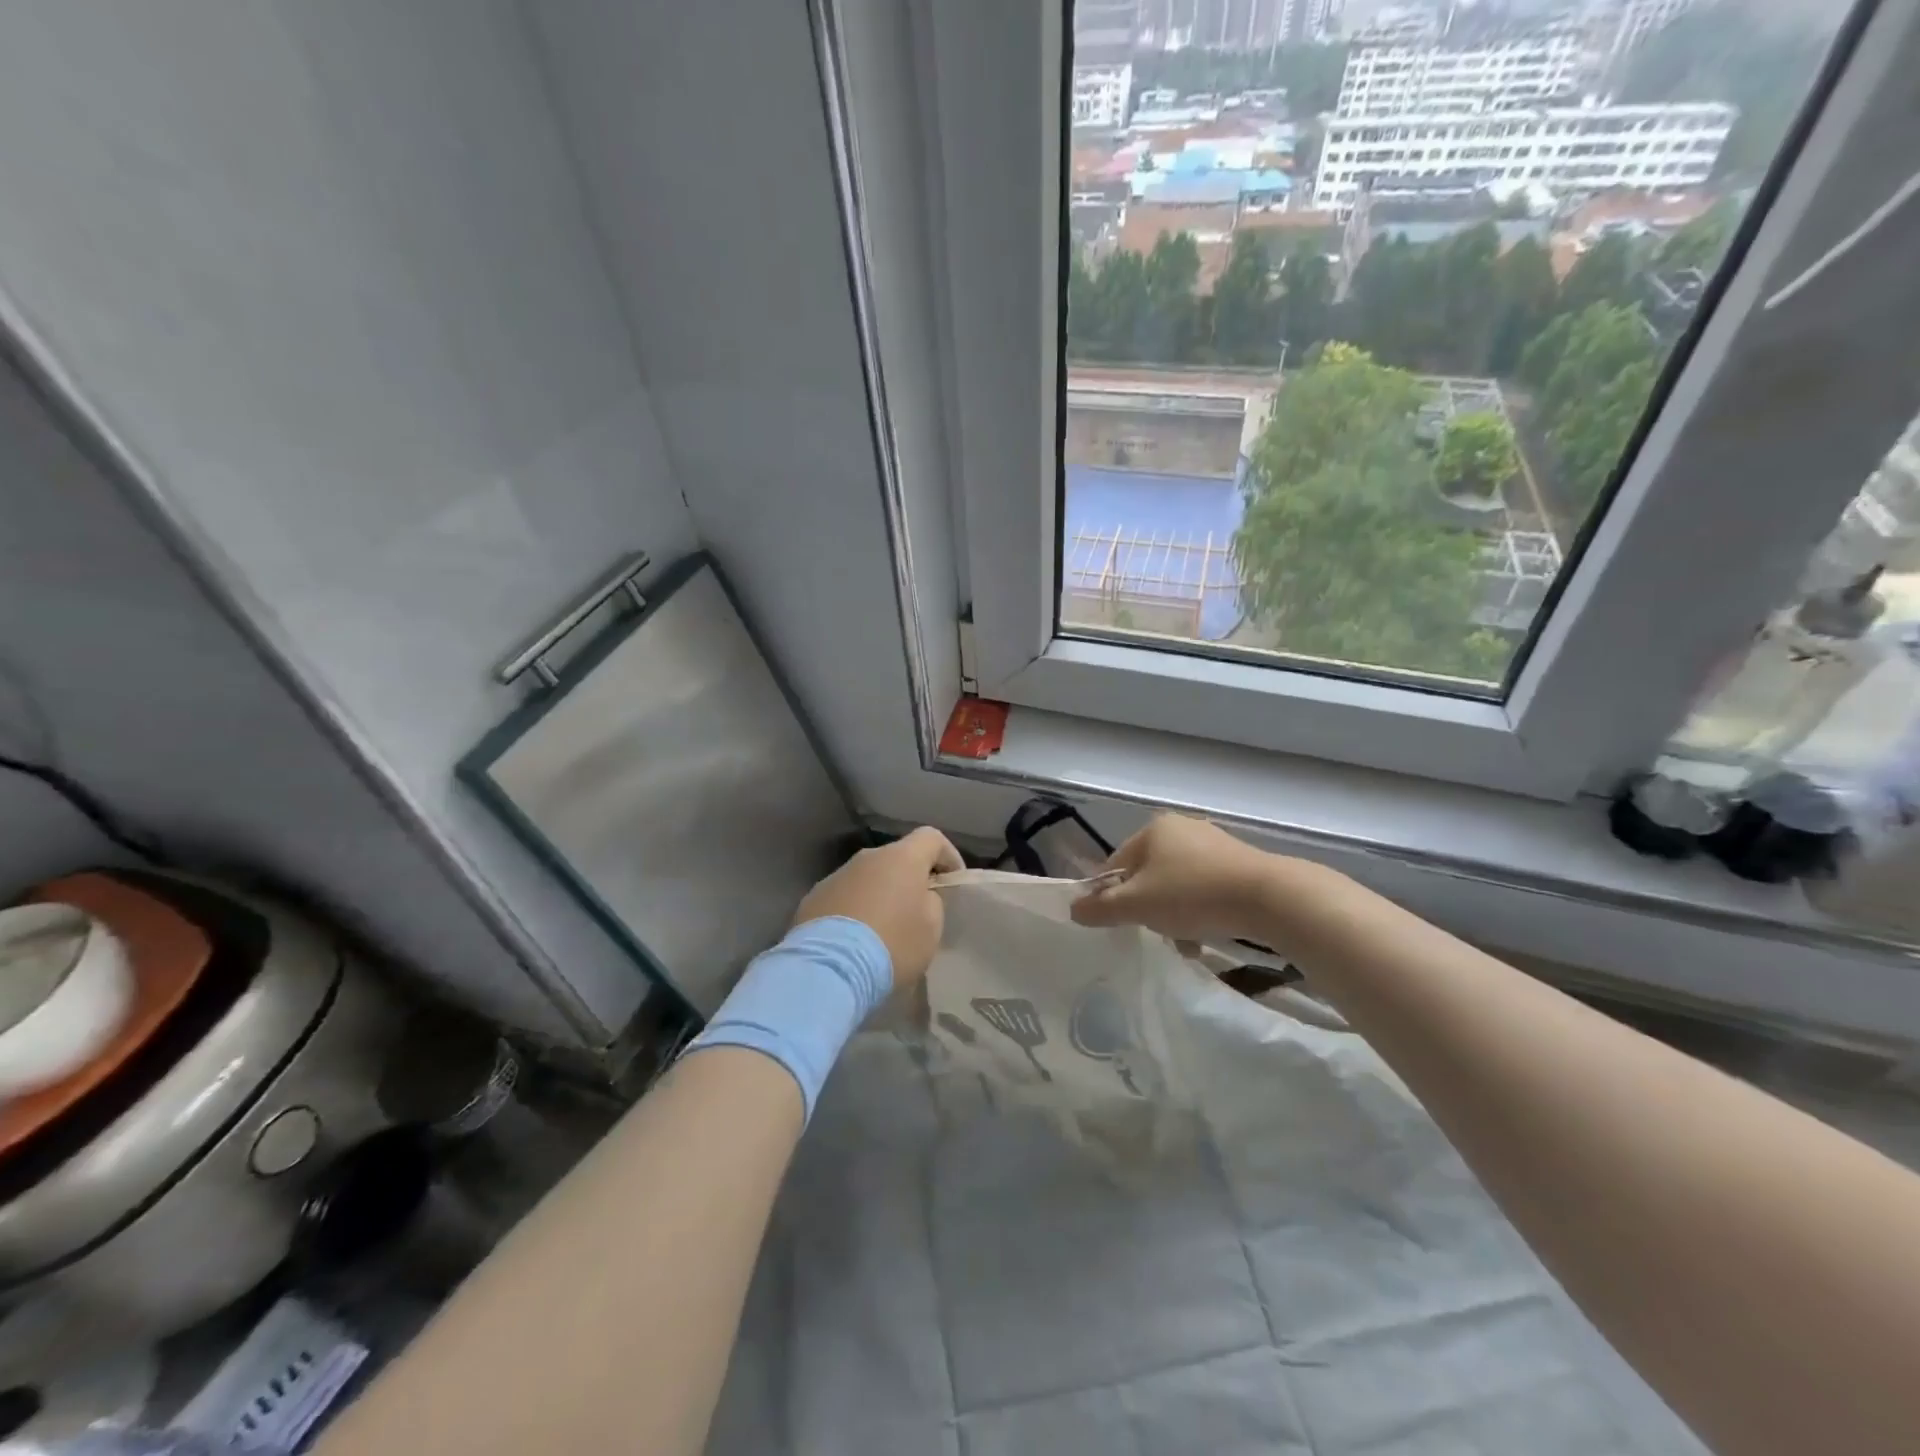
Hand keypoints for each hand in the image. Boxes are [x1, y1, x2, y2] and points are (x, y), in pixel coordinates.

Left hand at [793, 827, 962, 985]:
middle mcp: (868, 857)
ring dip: (880, 896)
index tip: (952, 882)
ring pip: (868, 879)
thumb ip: (932, 902)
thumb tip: (919, 896)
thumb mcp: (931, 927)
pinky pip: (844, 898)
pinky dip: (855, 911)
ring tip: (884, 931)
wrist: (829, 968)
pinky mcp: (813, 898)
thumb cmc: (893, 943)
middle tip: (918, 912)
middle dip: (910, 880)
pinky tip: (855, 941)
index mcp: (902, 857)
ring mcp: (836, 876)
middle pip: (897, 859)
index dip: (948, 856)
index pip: (932, 838)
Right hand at [1071, 814, 1294, 944]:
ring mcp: (1214, 843)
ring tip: (1183, 941)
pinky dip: (1200, 910)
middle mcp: (1182, 828)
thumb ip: (1101, 908)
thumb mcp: (1137, 905)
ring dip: (1174, 913)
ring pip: (1177, 884)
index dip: (1111, 896)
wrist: (1269, 898)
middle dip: (1146, 907)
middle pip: (1147, 875)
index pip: (1115, 864)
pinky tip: (1207, 933)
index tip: (1119, 924)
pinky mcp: (1240, 863)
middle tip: (1153, 931)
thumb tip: (1073, 909)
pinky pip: (1205, 888)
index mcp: (1153, 829)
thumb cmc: (1193, 895)